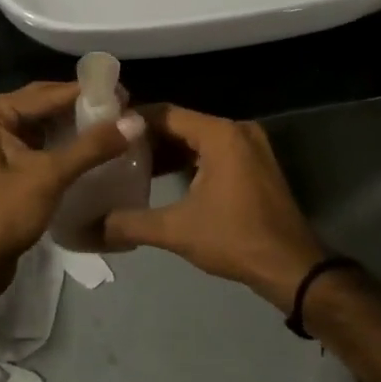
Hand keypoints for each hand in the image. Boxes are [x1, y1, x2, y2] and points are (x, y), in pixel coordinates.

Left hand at [0, 82, 142, 301]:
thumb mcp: (48, 176)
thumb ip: (91, 146)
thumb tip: (136, 120)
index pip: (45, 94)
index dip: (86, 93)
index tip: (124, 93)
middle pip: (43, 107)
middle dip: (81, 110)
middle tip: (124, 110)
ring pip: (42, 128)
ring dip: (74, 129)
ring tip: (115, 128)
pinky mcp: (0, 168)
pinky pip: (37, 148)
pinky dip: (63, 149)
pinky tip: (93, 152)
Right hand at [102, 106, 326, 309]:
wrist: (292, 268)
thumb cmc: (235, 239)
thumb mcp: (177, 230)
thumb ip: (130, 223)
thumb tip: (88, 226)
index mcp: (220, 134)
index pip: (166, 114)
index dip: (133, 121)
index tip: (104, 131)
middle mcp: (236, 130)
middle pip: (182, 124)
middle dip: (148, 137)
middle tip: (112, 150)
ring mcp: (250, 146)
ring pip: (198, 138)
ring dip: (168, 150)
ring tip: (130, 164)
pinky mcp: (255, 163)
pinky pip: (213, 151)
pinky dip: (189, 160)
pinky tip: (163, 178)